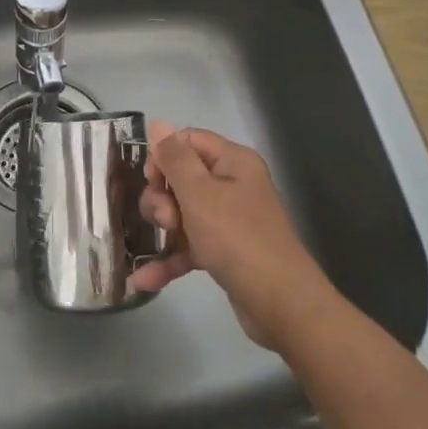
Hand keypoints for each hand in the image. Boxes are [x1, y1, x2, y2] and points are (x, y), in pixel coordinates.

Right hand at [129, 124, 335, 350]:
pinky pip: (189, 246)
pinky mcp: (224, 252)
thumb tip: (158, 122)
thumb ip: (175, 158)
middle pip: (181, 178)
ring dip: (163, 229)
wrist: (283, 306)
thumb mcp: (200, 193)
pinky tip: (144, 281)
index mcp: (233, 161)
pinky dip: (170, 259)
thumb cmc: (238, 239)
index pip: (188, 141)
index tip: (151, 180)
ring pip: (182, 213)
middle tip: (165, 219)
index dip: (164, 157)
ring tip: (157, 245)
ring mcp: (229, 220)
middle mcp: (233, 185)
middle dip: (162, 197)